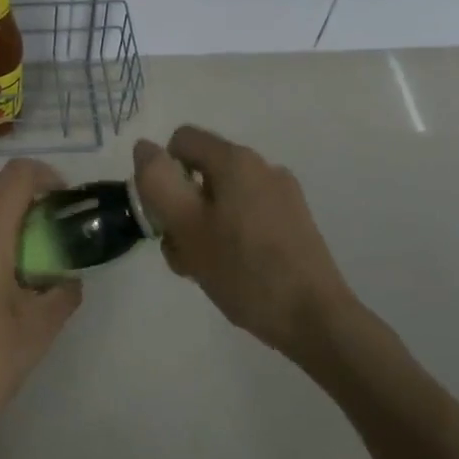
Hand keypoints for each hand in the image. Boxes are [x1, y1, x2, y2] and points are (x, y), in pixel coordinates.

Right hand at [133, 126, 359, 361]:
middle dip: (182, 208)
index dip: (162, 173)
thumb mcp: (186, 226)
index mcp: (236, 161)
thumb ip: (158, 182)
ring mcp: (283, 195)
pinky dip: (230, 236)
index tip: (164, 216)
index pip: (181, 141)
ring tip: (206, 269)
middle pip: (202, 172)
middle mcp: (263, 167)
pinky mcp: (294, 222)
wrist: (314, 318)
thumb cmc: (243, 270)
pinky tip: (233, 272)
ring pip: (223, 199)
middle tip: (183, 252)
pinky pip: (247, 216)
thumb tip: (145, 147)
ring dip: (203, 227)